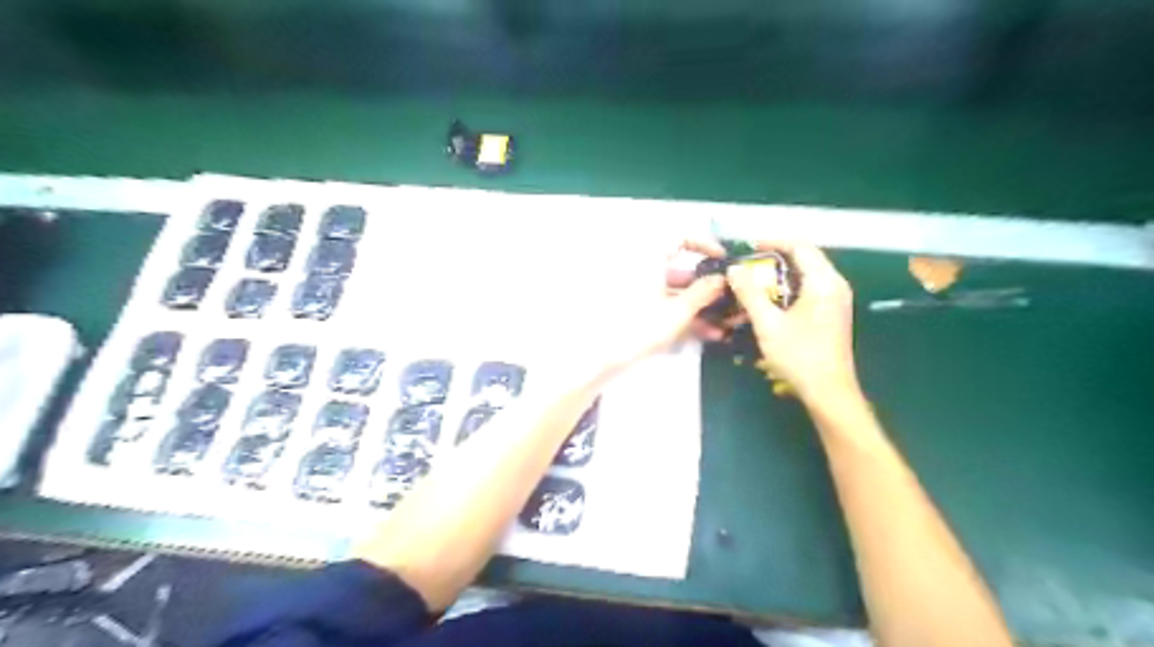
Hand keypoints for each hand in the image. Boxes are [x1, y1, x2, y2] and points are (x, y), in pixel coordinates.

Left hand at [546, 239, 722, 383]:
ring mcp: (634, 290)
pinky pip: (660, 305)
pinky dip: (679, 315)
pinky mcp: (631, 310)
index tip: (722, 260)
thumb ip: (703, 293)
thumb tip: (722, 279)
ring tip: (720, 326)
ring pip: (671, 292)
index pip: (679, 237)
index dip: (703, 244)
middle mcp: (640, 268)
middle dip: (705, 288)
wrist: (598, 357)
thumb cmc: (638, 328)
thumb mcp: (677, 312)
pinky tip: (702, 333)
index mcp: (648, 258)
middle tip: (728, 301)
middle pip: (678, 269)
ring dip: (696, 306)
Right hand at [723, 243, 858, 402]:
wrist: (828, 391)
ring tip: (753, 286)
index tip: (749, 248)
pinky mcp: (831, 313)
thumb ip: (749, 293)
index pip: (800, 246)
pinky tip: (769, 305)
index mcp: (823, 282)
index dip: (773, 241)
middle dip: (773, 259)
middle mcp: (834, 285)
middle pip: (804, 258)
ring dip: (778, 277)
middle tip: (747, 268)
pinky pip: (808, 290)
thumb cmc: (799, 356)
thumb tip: (734, 269)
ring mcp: (835, 299)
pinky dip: (787, 291)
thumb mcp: (768, 324)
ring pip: (805, 276)